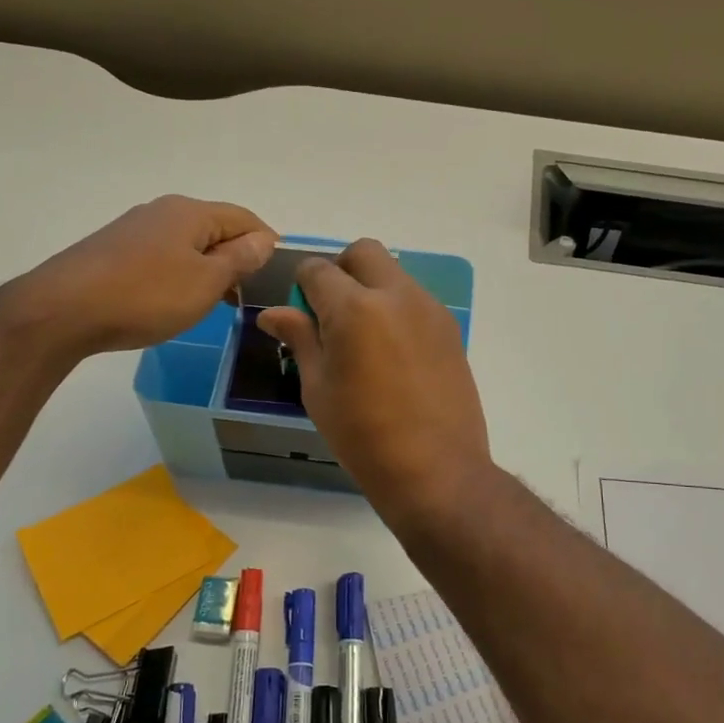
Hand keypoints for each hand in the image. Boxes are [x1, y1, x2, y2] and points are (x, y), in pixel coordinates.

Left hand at [36, 196, 276, 353]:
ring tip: (217, 301)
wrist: (64, 310)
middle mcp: (162, 211)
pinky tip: (176, 300)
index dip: (266, 242)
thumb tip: (264, 239)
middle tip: (250, 293)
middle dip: (237, 256)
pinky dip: (180, 274)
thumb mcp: (205, 282)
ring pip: (187, 244)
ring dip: (208, 268)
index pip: (244, 218)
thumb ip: (239, 259)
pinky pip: (162, 257)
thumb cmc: (146, 295)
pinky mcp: (114, 251)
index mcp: (190, 212)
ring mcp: (134, 230)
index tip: (279, 273)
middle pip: (214, 228)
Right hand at [257, 239, 491, 522]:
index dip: (302, 284)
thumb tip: (273, 313)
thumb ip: (300, 339)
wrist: (435, 469)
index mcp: (354, 309)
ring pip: (394, 274)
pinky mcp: (450, 328)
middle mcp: (396, 296)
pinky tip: (392, 353)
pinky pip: (416, 299)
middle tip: (332, 312)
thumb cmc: (363, 436)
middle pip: (363, 253)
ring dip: (371, 288)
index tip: (301, 311)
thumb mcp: (318, 389)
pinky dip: (396, 308)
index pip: (318, 270)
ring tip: (363, 338)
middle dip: (341, 270)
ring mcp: (430, 309)